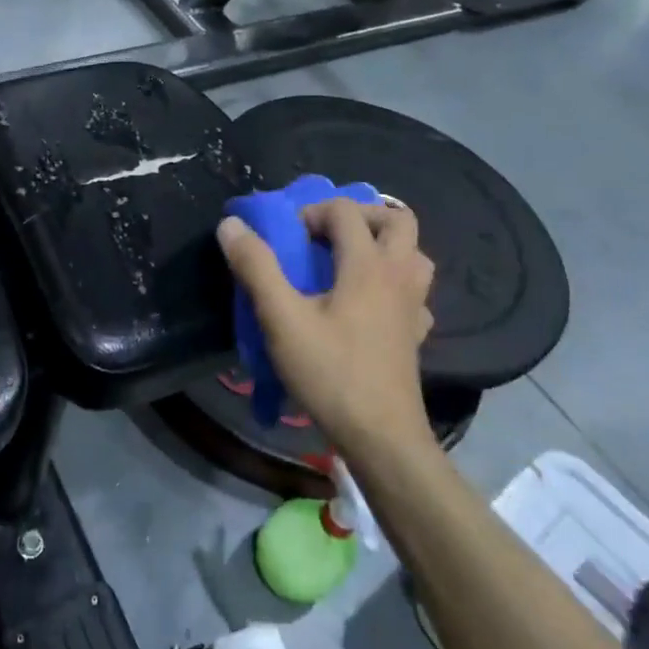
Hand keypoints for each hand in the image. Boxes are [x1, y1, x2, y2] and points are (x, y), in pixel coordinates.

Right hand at [216, 198, 435, 459]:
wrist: (381, 436)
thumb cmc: (330, 372)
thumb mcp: (281, 318)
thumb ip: (256, 267)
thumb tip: (231, 224)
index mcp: (367, 265)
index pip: (346, 211)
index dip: (311, 212)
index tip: (287, 238)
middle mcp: (398, 276)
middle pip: (398, 220)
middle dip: (361, 216)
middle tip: (326, 236)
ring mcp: (413, 306)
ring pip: (414, 254)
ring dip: (384, 245)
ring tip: (348, 262)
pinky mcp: (416, 335)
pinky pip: (413, 293)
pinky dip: (394, 284)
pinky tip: (370, 304)